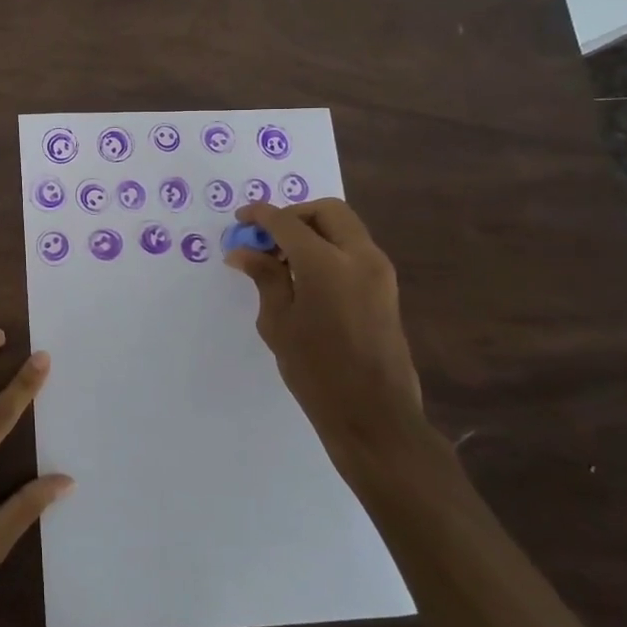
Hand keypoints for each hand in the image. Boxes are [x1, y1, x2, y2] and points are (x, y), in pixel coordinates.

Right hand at [224, 199, 426, 484]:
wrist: (374, 416)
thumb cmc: (317, 371)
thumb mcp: (279, 322)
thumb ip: (264, 277)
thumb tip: (243, 251)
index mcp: (327, 263)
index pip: (287, 222)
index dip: (260, 215)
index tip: (240, 221)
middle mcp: (359, 257)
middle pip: (326, 211)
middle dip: (293, 215)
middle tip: (267, 238)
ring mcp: (379, 271)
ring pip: (344, 227)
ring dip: (312, 230)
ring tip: (282, 260)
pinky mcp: (386, 288)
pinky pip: (354, 249)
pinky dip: (329, 247)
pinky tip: (305, 276)